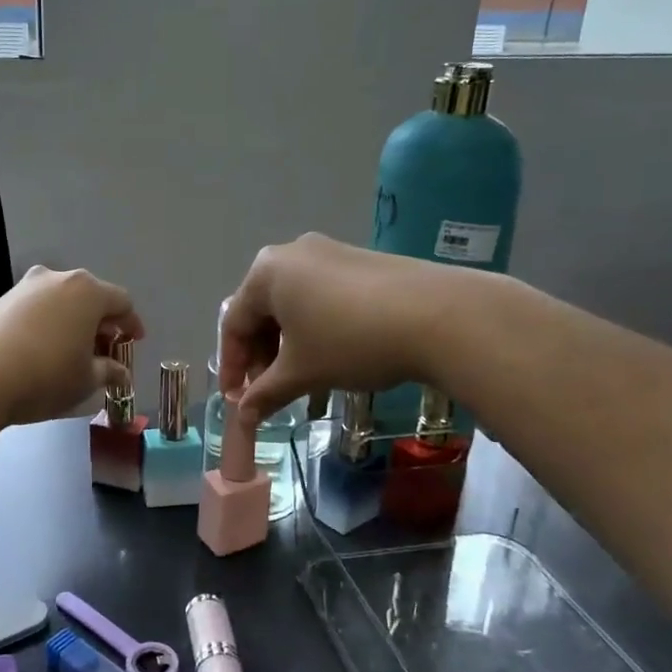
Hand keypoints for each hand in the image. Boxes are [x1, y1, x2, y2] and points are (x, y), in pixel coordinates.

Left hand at [0, 267, 144, 425]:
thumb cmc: (46, 375)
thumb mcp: (87, 380)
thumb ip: (109, 371)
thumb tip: (121, 373)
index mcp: (88, 292)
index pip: (121, 302)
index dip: (132, 324)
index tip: (134, 342)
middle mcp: (58, 279)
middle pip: (90, 297)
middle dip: (101, 323)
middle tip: (104, 351)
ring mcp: (26, 287)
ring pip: (61, 301)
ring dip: (73, 322)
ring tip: (73, 352)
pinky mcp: (1, 301)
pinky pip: (37, 308)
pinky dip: (48, 324)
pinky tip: (43, 350)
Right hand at [219, 235, 447, 423]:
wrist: (439, 316)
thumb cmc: (351, 341)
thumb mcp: (302, 372)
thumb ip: (265, 393)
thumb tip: (243, 417)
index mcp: (266, 272)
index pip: (234, 323)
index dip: (231, 366)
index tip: (236, 400)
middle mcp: (292, 254)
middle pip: (262, 311)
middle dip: (261, 356)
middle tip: (269, 393)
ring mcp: (329, 253)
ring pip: (293, 305)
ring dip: (288, 346)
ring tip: (301, 380)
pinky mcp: (360, 262)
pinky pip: (321, 297)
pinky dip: (315, 330)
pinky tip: (331, 357)